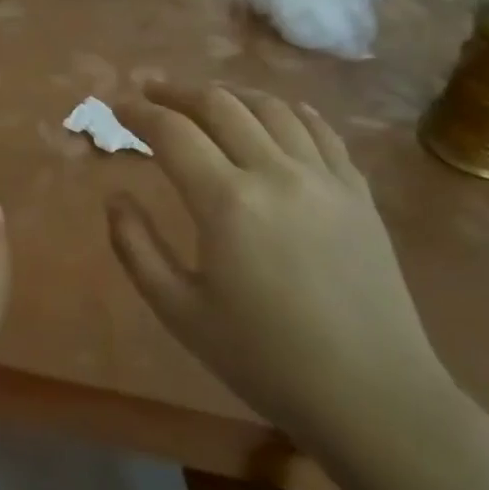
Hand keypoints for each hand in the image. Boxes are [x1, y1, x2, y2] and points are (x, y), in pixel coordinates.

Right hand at [108, 82, 453, 454]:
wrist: (373, 397)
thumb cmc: (264, 358)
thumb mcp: (179, 311)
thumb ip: (135, 246)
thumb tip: (115, 195)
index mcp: (227, 202)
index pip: (172, 132)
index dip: (139, 113)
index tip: (117, 106)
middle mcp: (276, 173)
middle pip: (219, 105)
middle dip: (177, 92)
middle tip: (151, 92)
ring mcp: (324, 178)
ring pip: (271, 107)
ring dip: (229, 94)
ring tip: (206, 99)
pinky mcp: (358, 192)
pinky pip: (321, 130)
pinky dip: (288, 110)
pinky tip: (274, 113)